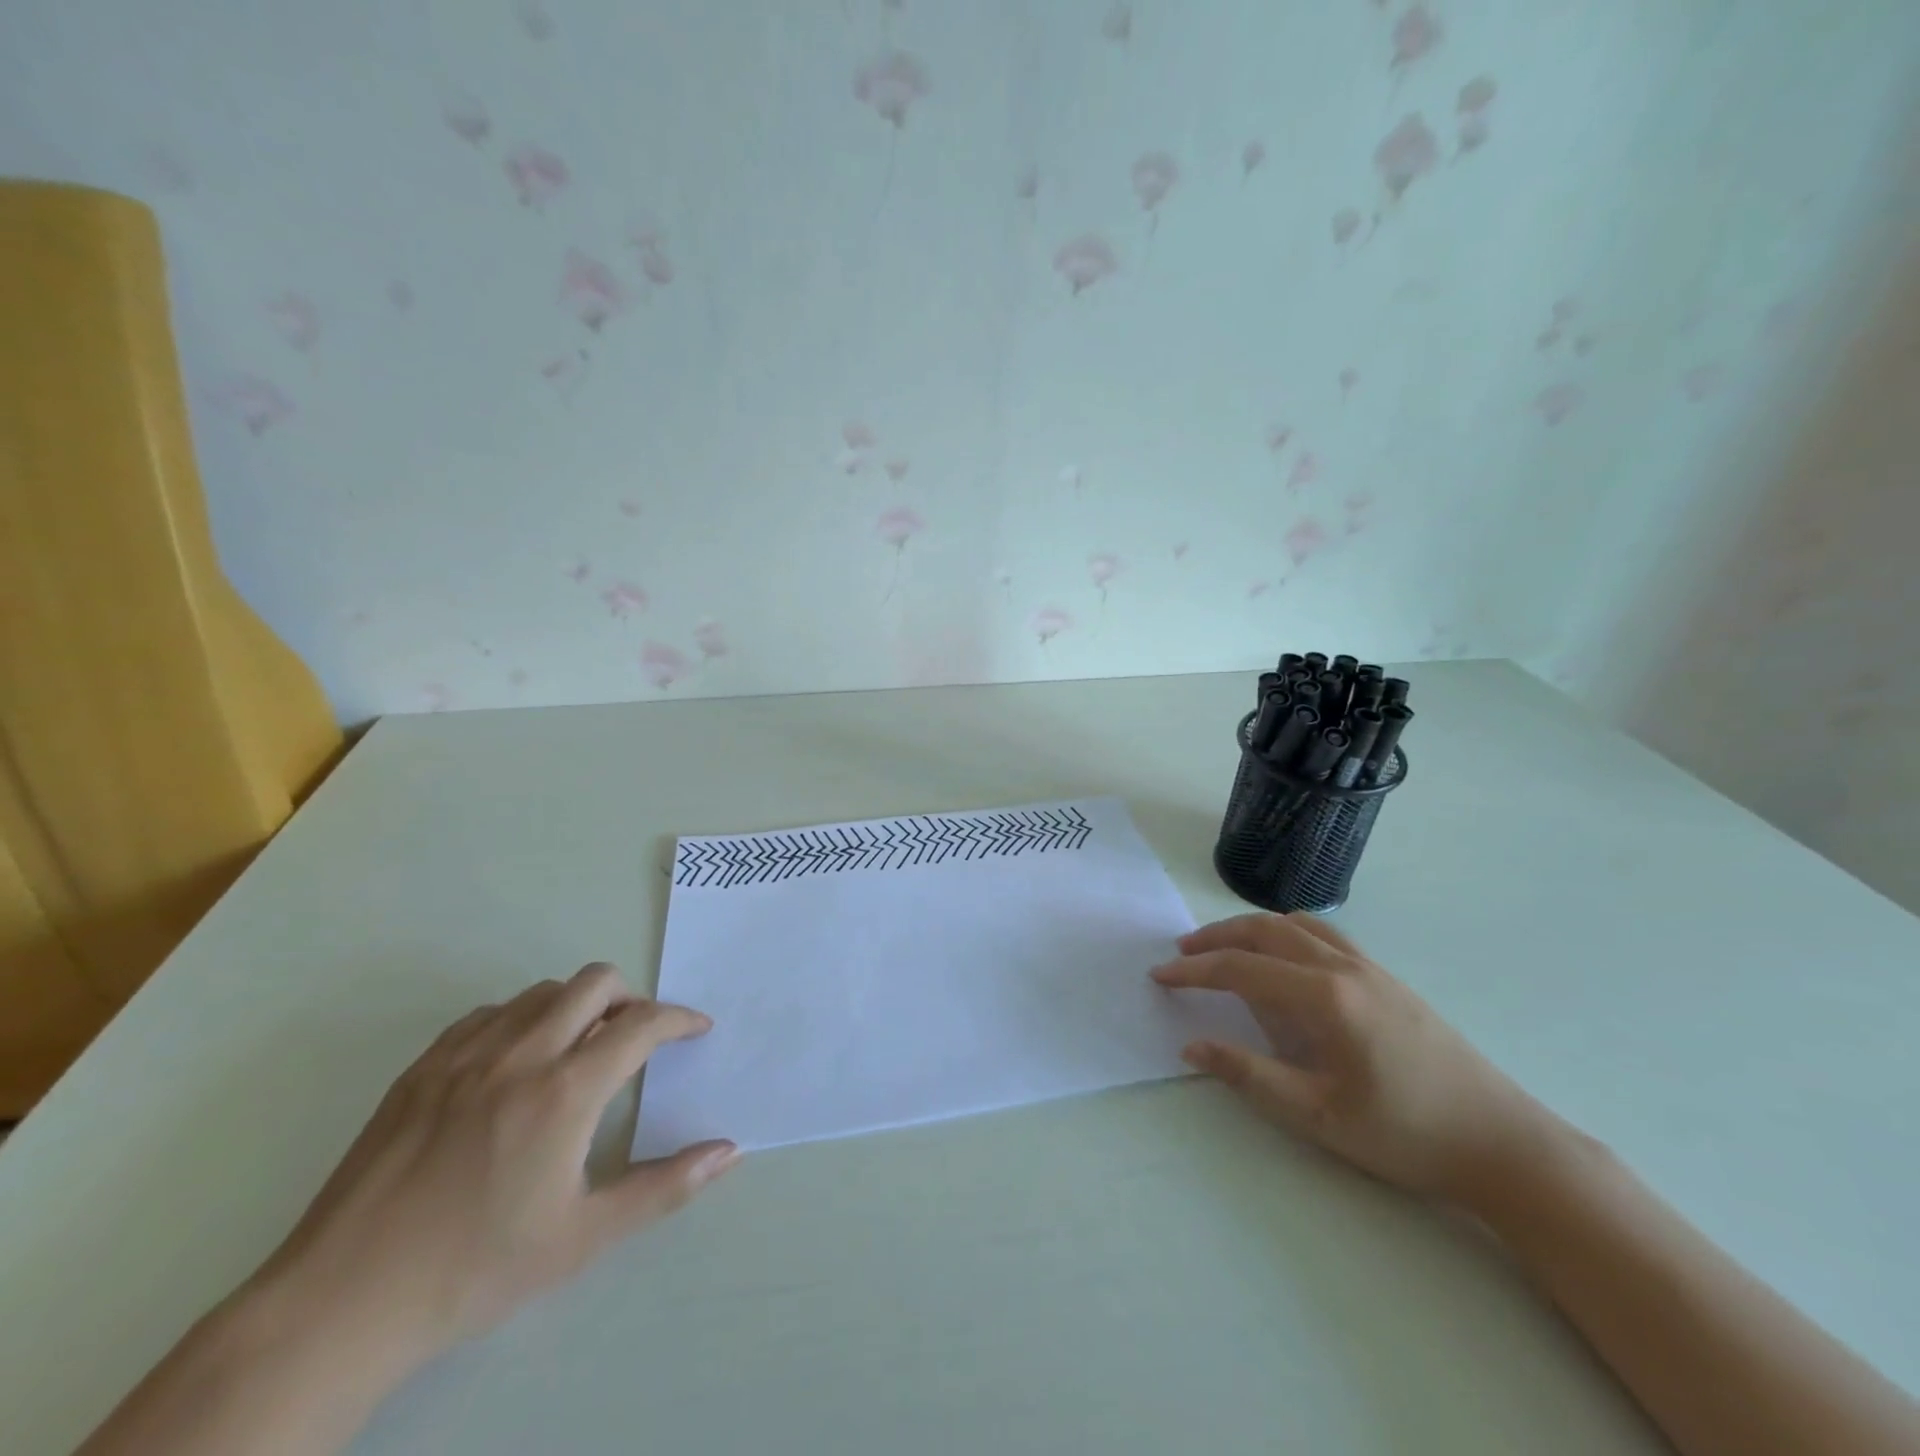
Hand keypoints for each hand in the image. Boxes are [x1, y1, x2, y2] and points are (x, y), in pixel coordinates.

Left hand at [252, 963, 738, 1373]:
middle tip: (637, 1039)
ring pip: (543, 990)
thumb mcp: (583, 1237)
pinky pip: (491, 1013)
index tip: (696, 1030)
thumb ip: (664, 1187)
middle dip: (631, 998)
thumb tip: (729, 1150)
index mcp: (565, 1091)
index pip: (642, 1024)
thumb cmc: (475, 1269)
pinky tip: (517, 1064)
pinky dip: (523, 1019)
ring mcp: (466, 1055)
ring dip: (578, 1005)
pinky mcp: (423, 1067)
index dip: (680, 1019)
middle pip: (595, 982)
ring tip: (580, 1049)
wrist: (339, 1306)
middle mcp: (521, 1054)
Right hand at [1153, 912, 1559, 1202]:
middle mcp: (1345, 967)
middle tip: (1183, 954)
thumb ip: (1250, 1075)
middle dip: (1217, 937)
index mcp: (1325, 996)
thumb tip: (1192, 1046)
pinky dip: (1287, 934)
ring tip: (1225, 951)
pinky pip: (1324, 936)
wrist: (1504, 1144)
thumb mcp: (1319, 1116)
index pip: (1241, 968)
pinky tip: (1285, 963)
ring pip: (1297, 926)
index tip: (1159, 976)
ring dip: (1252, 930)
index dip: (1195, 971)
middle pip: (1265, 930)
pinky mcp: (1388, 979)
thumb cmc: (1407, 1134)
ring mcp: (1371, 968)